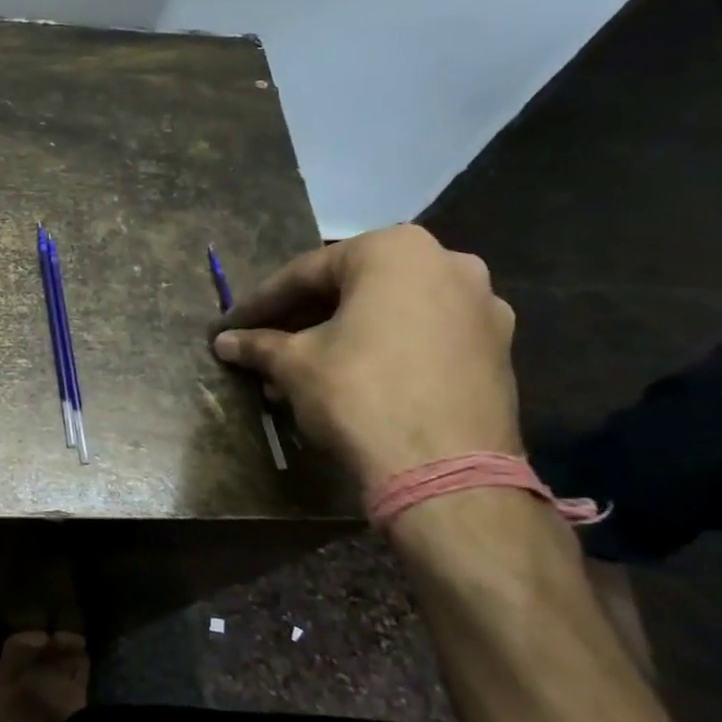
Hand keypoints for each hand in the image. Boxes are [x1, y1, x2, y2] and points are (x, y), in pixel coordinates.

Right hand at [211, 224, 519, 490]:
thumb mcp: (295, 365)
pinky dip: (382, 351)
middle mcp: (447, 262)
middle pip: (352, 289)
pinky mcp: (497, 350)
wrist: (447, 471)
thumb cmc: (360, 394)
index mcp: (395, 250)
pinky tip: (348, 382)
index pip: (306, 273)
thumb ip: (259, 344)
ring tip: (300, 372)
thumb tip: (224, 341)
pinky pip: (421, 338)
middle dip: (303, 320)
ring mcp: (481, 307)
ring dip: (340, 337)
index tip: (232, 324)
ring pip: (389, 314)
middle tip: (264, 345)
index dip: (261, 303)